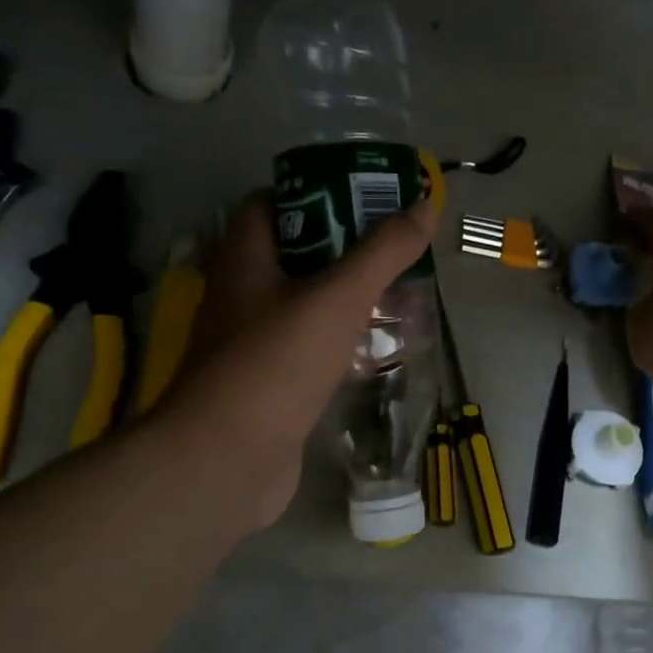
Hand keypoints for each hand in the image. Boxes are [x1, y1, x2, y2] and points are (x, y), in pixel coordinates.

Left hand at [154, 190, 436, 529]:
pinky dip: (341, 343)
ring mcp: (252, 344)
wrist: (227, 459)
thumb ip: (383, 251)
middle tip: (392, 250)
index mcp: (244, 260)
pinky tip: (377, 349)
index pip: (269, 204)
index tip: (361, 198)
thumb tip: (425, 204)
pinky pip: (309, 350)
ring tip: (397, 295)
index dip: (313, 193)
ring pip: (305, 305)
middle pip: (295, 256)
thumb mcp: (339, 296)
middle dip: (345, 251)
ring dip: (347, 299)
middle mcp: (241, 295)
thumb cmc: (277, 361)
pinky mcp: (268, 385)